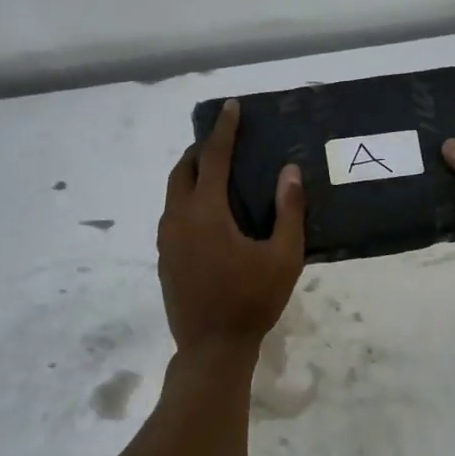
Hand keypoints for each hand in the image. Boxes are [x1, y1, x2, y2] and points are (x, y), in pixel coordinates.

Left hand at [158, 100, 305, 352]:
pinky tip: (209, 214)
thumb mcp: (284, 257)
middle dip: (202, 149)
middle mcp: (178, 218)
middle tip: (224, 142)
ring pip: (174, 192)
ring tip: (217, 173)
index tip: (231, 107)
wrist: (212, 348)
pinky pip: (173, 214)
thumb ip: (288, 210)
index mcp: (206, 212)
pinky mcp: (164, 257)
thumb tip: (290, 171)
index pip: (214, 158)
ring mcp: (166, 239)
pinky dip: (188, 199)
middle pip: (184, 169)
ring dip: (193, 174)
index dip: (224, 130)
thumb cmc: (252, 300)